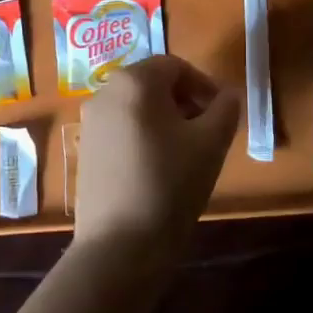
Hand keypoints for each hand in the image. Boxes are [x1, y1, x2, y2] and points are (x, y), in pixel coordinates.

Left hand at [73, 54, 240, 265]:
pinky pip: (121, 129)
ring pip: (136, 107)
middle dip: (184, 102)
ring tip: (186, 154)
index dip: (203, 85)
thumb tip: (228, 96)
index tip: (222, 114)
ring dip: (165, 120)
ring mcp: (90, 122)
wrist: (119, 246)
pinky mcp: (84, 149)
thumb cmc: (170, 184)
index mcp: (135, 81)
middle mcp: (105, 91)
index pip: (176, 66)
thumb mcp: (211, 143)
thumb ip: (225, 110)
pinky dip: (143, 137)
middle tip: (207, 133)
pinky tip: (158, 171)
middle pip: (153, 83)